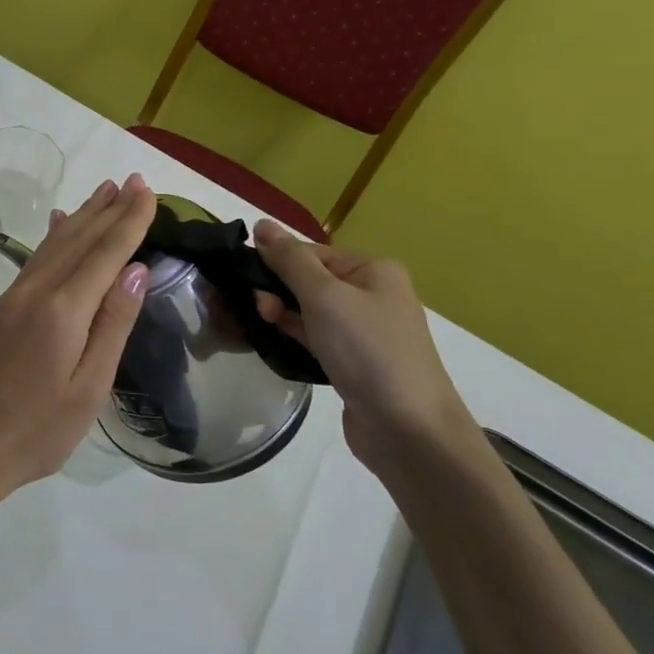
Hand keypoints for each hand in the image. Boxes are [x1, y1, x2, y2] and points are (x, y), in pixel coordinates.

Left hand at [0, 175, 156, 508]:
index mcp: (63, 311)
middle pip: (79, 239)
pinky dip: (55, 235)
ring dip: (83, 215)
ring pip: (55, 243)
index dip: (130, 221)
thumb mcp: (89, 388)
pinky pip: (36, 258)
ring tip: (106, 190)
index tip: (149, 192)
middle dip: (110, 209)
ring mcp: (14, 297)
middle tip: (135, 181)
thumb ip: (112, 325)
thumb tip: (135, 268)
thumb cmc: (38, 431)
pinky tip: (60, 223)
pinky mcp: (2, 308)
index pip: (105, 253)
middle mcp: (36, 291)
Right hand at [250, 219, 476, 480]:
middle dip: (278, 290)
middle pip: (310, 280)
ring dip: (283, 314)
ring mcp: (365, 332)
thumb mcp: (323, 296)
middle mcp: (373, 295)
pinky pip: (317, 338)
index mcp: (373, 270)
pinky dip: (295, 336)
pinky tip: (275, 342)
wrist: (408, 430)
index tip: (244, 280)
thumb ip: (289, 260)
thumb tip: (262, 224)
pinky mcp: (355, 363)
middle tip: (258, 310)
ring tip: (262, 325)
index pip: (311, 252)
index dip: (276, 262)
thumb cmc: (367, 351)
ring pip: (311, 311)